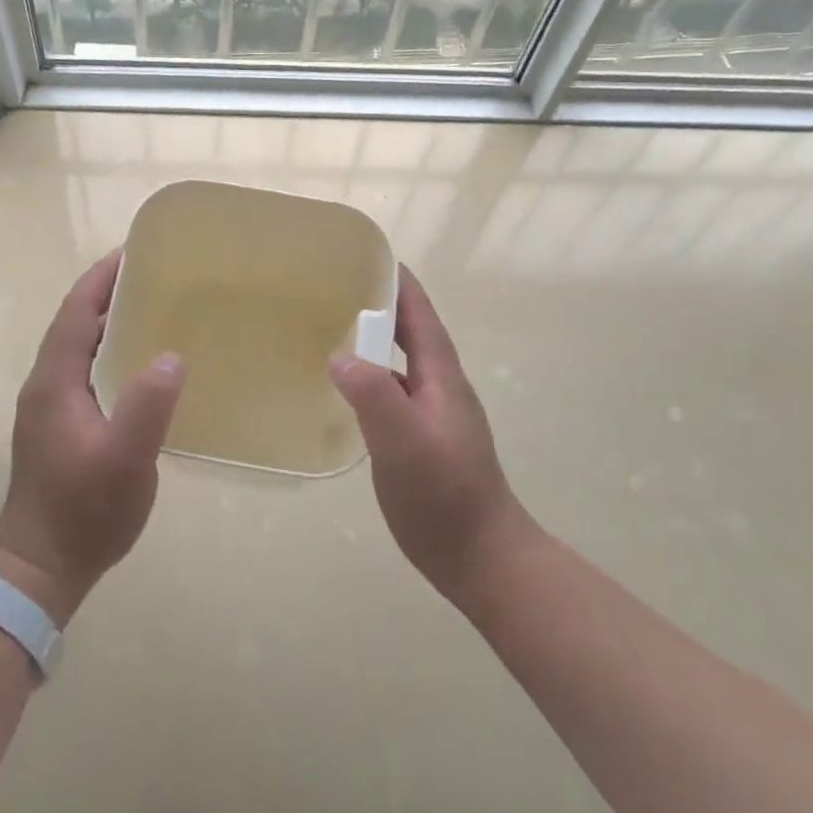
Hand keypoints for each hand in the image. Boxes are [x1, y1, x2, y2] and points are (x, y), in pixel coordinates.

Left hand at [0, 249, 185, 624]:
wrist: (41, 566)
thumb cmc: (83, 511)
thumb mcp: (125, 460)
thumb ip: (147, 405)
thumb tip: (171, 356)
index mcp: (54, 381)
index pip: (75, 311)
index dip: (101, 279)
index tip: (133, 251)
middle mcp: (45, 384)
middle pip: (74, 322)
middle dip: (106, 292)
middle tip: (153, 274)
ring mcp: (48, 406)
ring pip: (77, 346)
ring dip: (106, 320)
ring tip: (150, 307)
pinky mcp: (57, 425)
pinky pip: (83, 368)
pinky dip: (106, 349)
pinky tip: (138, 362)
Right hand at [329, 266, 533, 606]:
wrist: (480, 557)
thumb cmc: (444, 495)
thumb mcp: (404, 442)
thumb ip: (374, 395)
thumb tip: (340, 355)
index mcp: (442, 377)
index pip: (420, 315)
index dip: (398, 283)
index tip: (367, 256)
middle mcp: (440, 387)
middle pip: (411, 333)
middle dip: (381, 305)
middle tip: (335, 287)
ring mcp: (433, 414)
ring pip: (400, 363)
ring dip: (375, 340)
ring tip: (332, 328)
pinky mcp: (422, 439)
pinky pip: (393, 392)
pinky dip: (370, 376)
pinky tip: (345, 387)